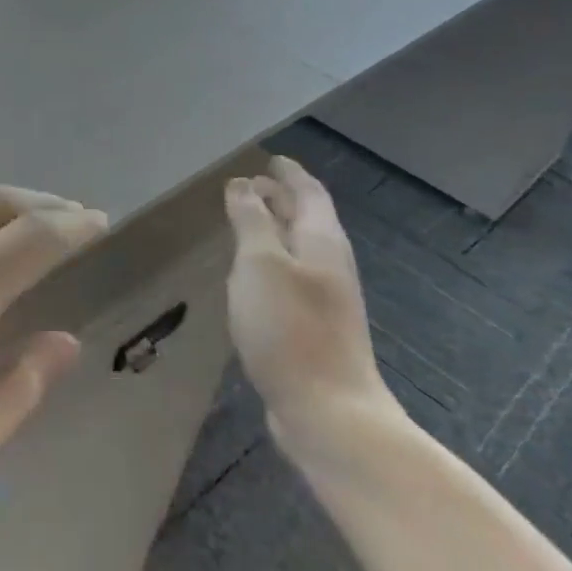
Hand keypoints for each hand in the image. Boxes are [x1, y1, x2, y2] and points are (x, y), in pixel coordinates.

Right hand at [224, 157, 396, 454]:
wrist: (328, 412)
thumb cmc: (290, 327)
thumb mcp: (260, 263)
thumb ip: (251, 220)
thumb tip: (243, 185)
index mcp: (322, 242)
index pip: (309, 193)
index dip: (288, 173)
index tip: (270, 159)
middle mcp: (329, 264)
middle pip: (306, 219)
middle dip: (280, 198)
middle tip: (248, 185)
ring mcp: (324, 299)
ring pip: (297, 249)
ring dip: (273, 229)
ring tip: (243, 221)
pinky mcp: (312, 327)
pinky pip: (290, 277)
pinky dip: (270, 261)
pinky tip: (249, 274)